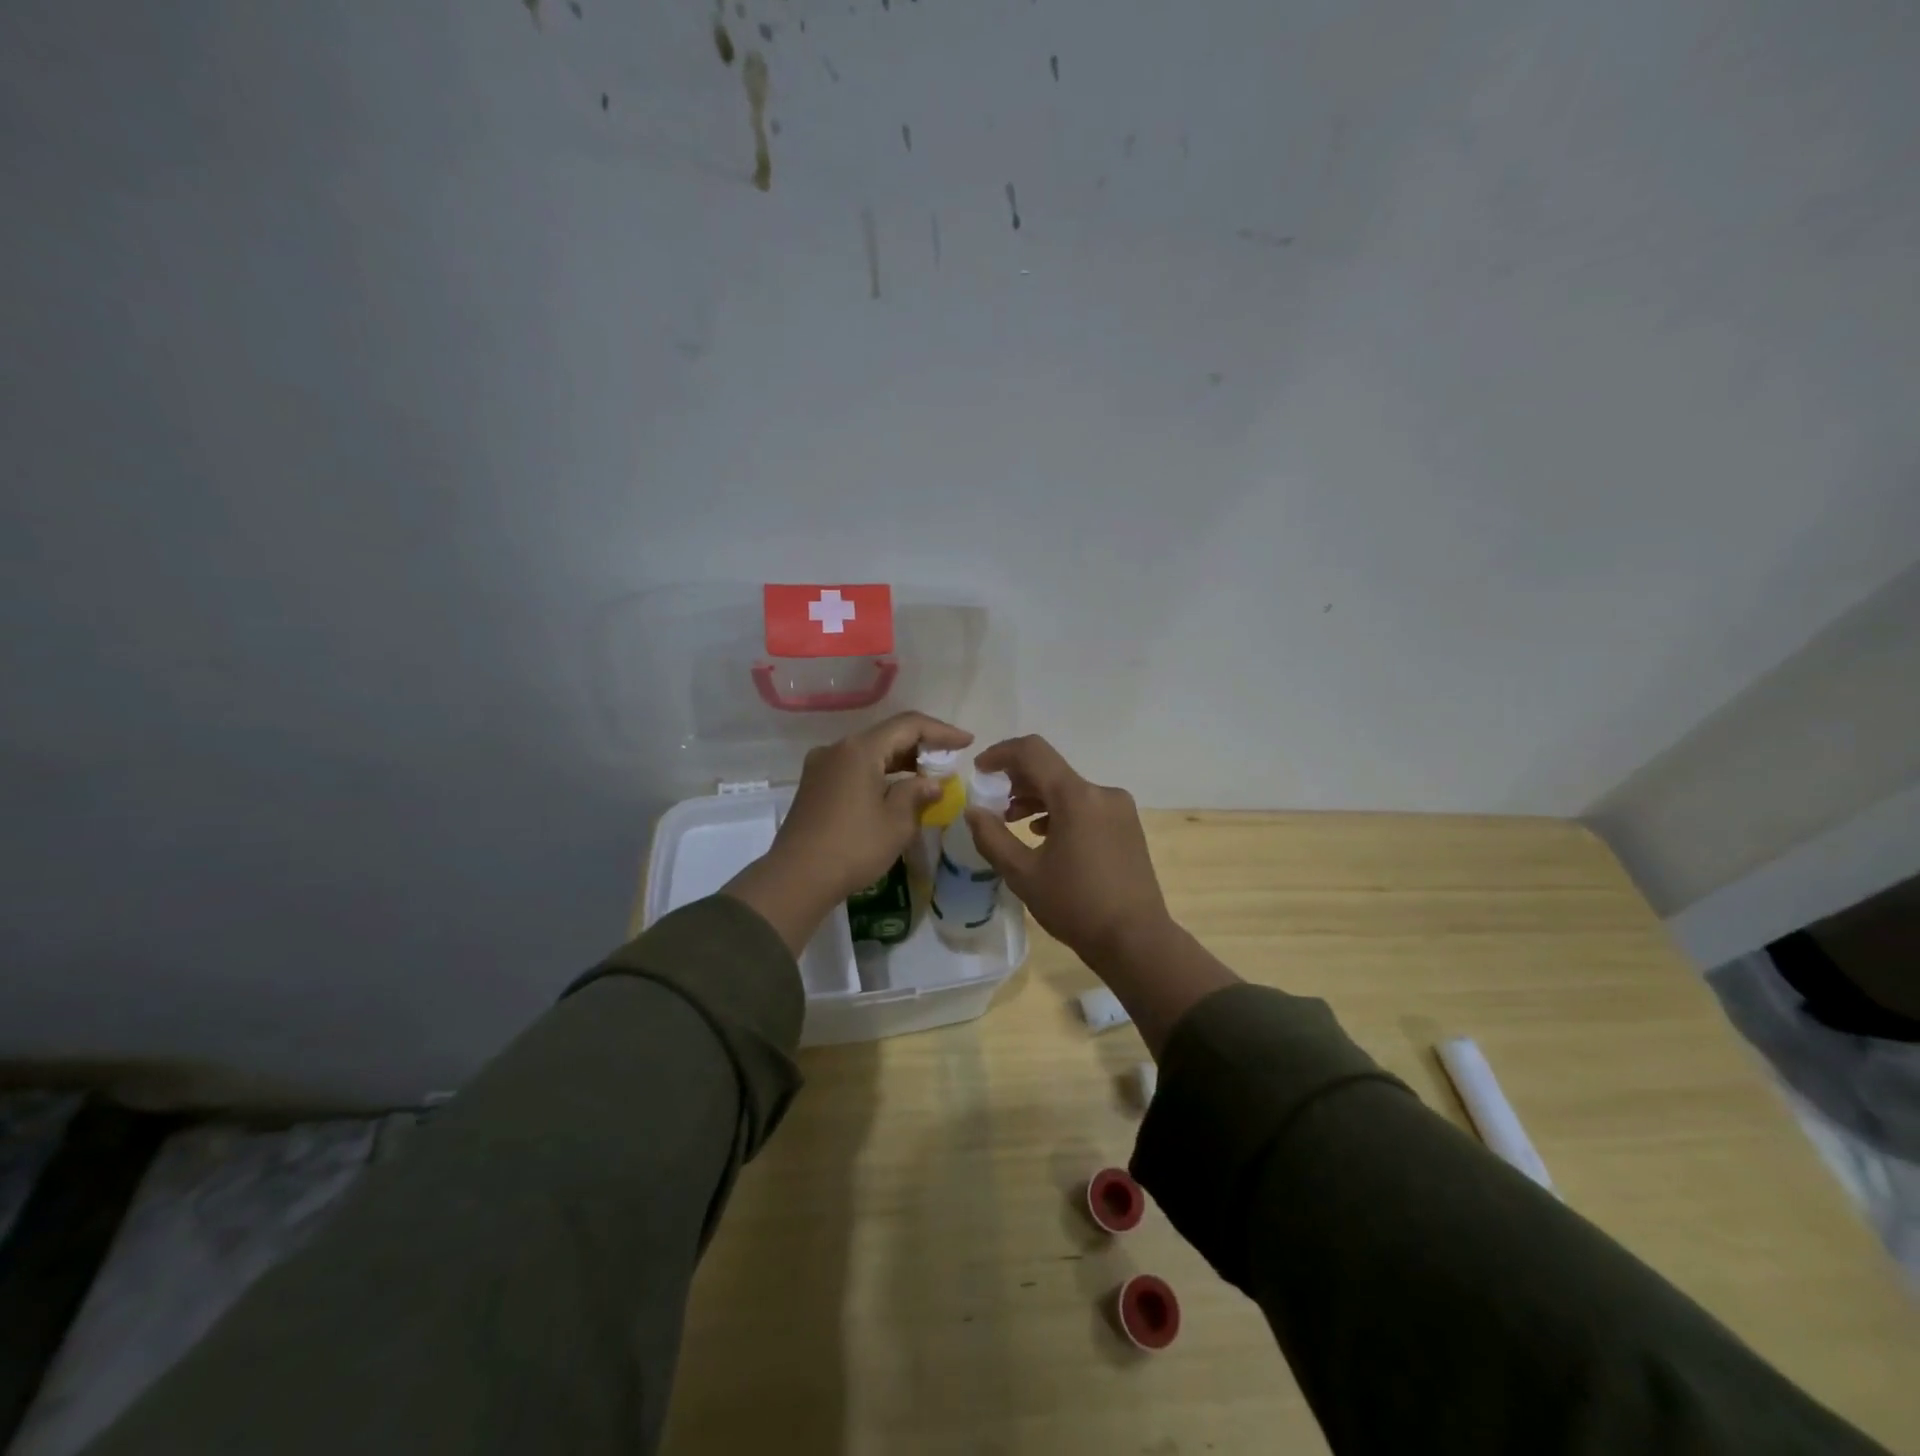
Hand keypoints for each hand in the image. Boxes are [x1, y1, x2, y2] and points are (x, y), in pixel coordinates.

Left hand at [724, 712, 972, 954]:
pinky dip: (879, 774)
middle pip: (887, 736)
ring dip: (900, 762)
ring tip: (928, 778)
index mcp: (860, 749)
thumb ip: (917, 794)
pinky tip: (896, 791)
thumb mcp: (897, 822)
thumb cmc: (853, 847)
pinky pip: (855, 768)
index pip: (909, 725)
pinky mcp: (814, 786)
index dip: (941, 731)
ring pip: (870, 753)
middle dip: (921, 747)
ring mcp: (822, 766)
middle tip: (950, 762)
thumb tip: (932, 783)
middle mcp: (838, 749)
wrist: (797, 878)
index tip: (967, 742)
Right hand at [965, 735, 1237, 1053]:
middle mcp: (1101, 792)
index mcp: (1076, 797)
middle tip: (993, 802)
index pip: (1032, 752)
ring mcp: (1119, 808)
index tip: (979, 770)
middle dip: (1017, 780)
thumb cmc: (1075, 906)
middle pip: (1051, 769)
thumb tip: (973, 811)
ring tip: (1013, 821)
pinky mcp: (1127, 825)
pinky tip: (1045, 835)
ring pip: (1069, 788)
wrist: (1136, 940)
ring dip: (1038, 797)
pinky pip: (1086, 804)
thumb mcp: (1023, 875)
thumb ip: (992, 837)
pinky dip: (1060, 810)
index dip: (1001, 754)